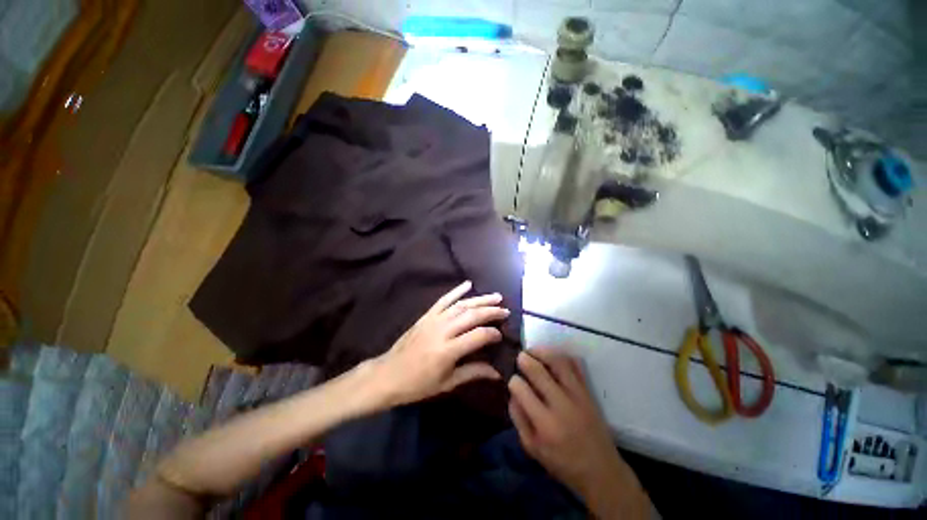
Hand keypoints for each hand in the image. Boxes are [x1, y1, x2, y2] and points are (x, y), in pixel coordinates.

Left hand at [370, 281, 508, 406]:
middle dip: (491, 311)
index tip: (501, 336)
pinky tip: (468, 284)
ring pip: (461, 305)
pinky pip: (443, 300)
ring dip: (480, 299)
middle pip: (472, 315)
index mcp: (448, 350)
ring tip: (495, 296)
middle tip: (505, 310)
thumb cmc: (418, 384)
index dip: (493, 334)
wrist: (388, 374)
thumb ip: (473, 373)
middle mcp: (442, 330)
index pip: (478, 336)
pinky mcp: (426, 316)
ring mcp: (433, 320)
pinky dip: (456, 291)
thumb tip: (498, 373)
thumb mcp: (447, 383)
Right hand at [508, 350, 651, 518]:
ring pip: (558, 362)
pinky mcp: (589, 391)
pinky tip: (553, 357)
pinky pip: (576, 365)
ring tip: (534, 351)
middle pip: (538, 371)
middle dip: (524, 359)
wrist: (601, 470)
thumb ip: (518, 418)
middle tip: (519, 356)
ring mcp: (578, 395)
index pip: (521, 389)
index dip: (513, 381)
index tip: (513, 380)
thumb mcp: (532, 448)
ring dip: (543, 352)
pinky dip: (562, 356)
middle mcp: (561, 405)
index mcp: (544, 424)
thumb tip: (513, 392)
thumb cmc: (562, 462)